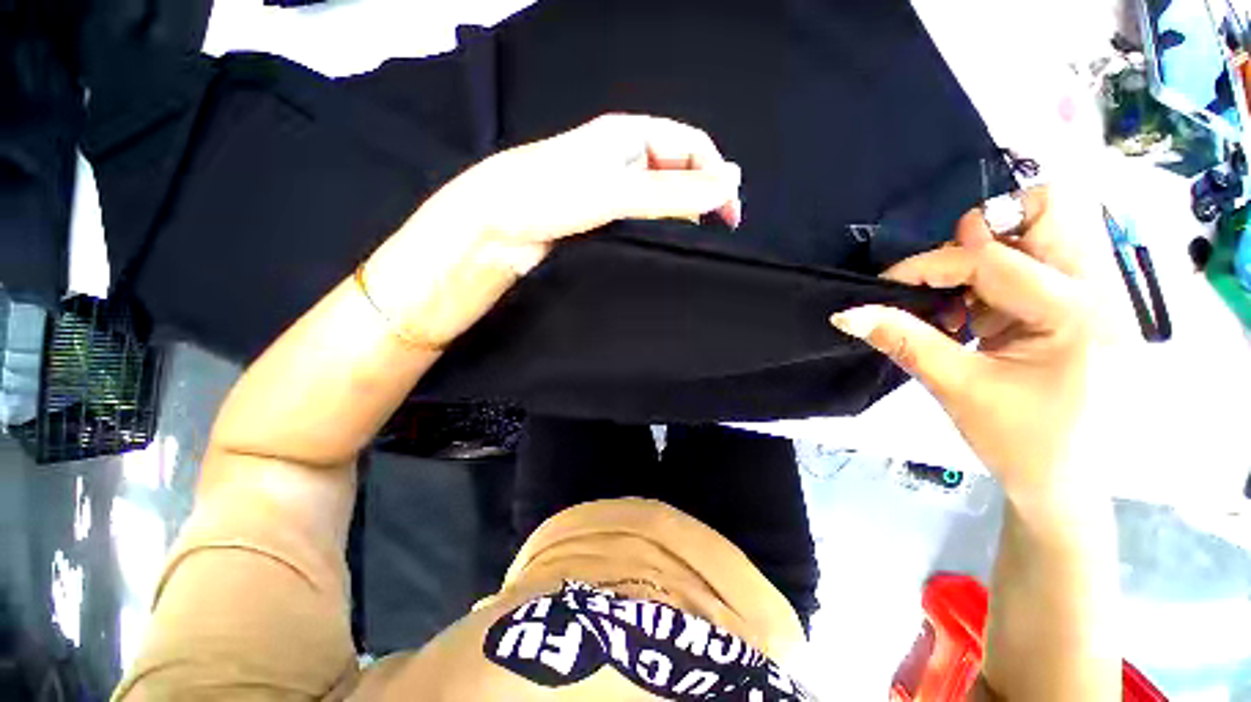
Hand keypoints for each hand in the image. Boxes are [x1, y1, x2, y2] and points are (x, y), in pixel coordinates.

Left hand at [361, 114, 741, 347]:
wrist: (493, 229)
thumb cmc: (545, 198)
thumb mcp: (615, 191)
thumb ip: (672, 191)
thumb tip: (729, 184)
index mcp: (626, 136)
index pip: (690, 146)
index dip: (715, 173)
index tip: (730, 211)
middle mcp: (621, 159)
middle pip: (678, 171)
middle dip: (702, 195)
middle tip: (718, 230)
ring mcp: (610, 190)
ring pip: (660, 198)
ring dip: (682, 215)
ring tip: (695, 240)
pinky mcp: (599, 218)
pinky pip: (640, 219)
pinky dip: (658, 229)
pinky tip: (663, 243)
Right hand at [830, 187, 1097, 505]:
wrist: (1075, 486)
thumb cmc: (1025, 445)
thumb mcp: (958, 389)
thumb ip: (903, 341)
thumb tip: (847, 314)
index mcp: (1077, 313)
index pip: (990, 259)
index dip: (926, 266)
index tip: (885, 285)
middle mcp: (1101, 289)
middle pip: (1051, 208)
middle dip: (985, 229)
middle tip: (947, 271)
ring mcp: (1100, 294)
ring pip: (1049, 228)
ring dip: (991, 252)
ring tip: (960, 301)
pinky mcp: (1086, 305)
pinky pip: (1041, 261)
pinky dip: (999, 276)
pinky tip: (977, 316)